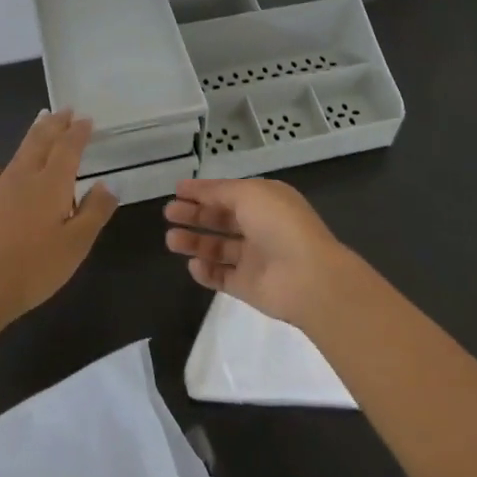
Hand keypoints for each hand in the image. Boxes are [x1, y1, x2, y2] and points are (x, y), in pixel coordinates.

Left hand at [0, 110, 118, 329]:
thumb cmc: (34, 269)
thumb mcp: (76, 244)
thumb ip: (94, 211)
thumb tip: (108, 183)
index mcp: (51, 185)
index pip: (68, 149)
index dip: (78, 132)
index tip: (86, 118)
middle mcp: (23, 178)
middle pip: (41, 142)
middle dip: (54, 124)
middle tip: (64, 110)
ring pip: (17, 154)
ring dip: (31, 136)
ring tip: (39, 121)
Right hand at [163, 178, 369, 327]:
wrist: (307, 277)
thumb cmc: (279, 225)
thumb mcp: (249, 193)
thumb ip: (219, 191)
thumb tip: (198, 189)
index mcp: (266, 201)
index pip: (229, 193)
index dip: (204, 191)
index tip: (177, 190)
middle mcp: (260, 227)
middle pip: (221, 219)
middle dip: (195, 214)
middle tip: (169, 213)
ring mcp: (255, 258)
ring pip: (218, 248)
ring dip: (195, 242)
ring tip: (171, 239)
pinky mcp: (248, 286)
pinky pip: (221, 277)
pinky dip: (206, 271)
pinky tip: (193, 264)